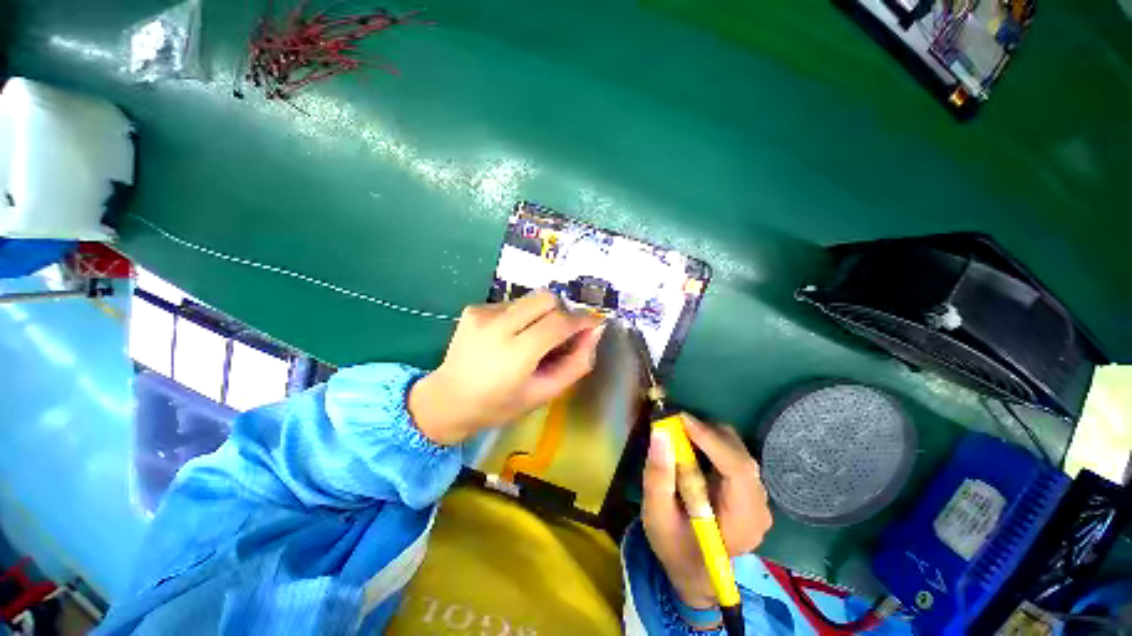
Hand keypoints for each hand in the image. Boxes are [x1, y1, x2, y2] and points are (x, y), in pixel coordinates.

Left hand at [408, 291, 604, 445]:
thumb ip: (576, 364)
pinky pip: (513, 302)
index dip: (582, 319)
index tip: (592, 324)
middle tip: (563, 333)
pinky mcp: (475, 308)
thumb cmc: (499, 405)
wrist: (446, 399)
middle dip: (563, 311)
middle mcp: (497, 326)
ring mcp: (483, 313)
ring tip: (534, 337)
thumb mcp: (544, 394)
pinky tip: (512, 335)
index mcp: (515, 354)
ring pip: (531, 298)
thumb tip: (594, 332)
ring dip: (543, 313)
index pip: (559, 322)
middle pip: (547, 298)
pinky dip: (524, 315)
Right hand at [642, 414, 772, 608]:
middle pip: (739, 454)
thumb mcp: (657, 516)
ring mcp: (756, 496)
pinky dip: (709, 441)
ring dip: (706, 435)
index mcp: (743, 521)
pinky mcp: (747, 487)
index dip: (711, 440)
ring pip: (736, 449)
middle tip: (673, 423)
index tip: (680, 419)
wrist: (694, 571)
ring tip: (678, 434)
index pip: (738, 470)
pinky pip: (731, 453)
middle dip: (706, 433)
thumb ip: (658, 477)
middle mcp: (759, 505)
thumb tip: (659, 433)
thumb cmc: (675, 548)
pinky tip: (690, 445)